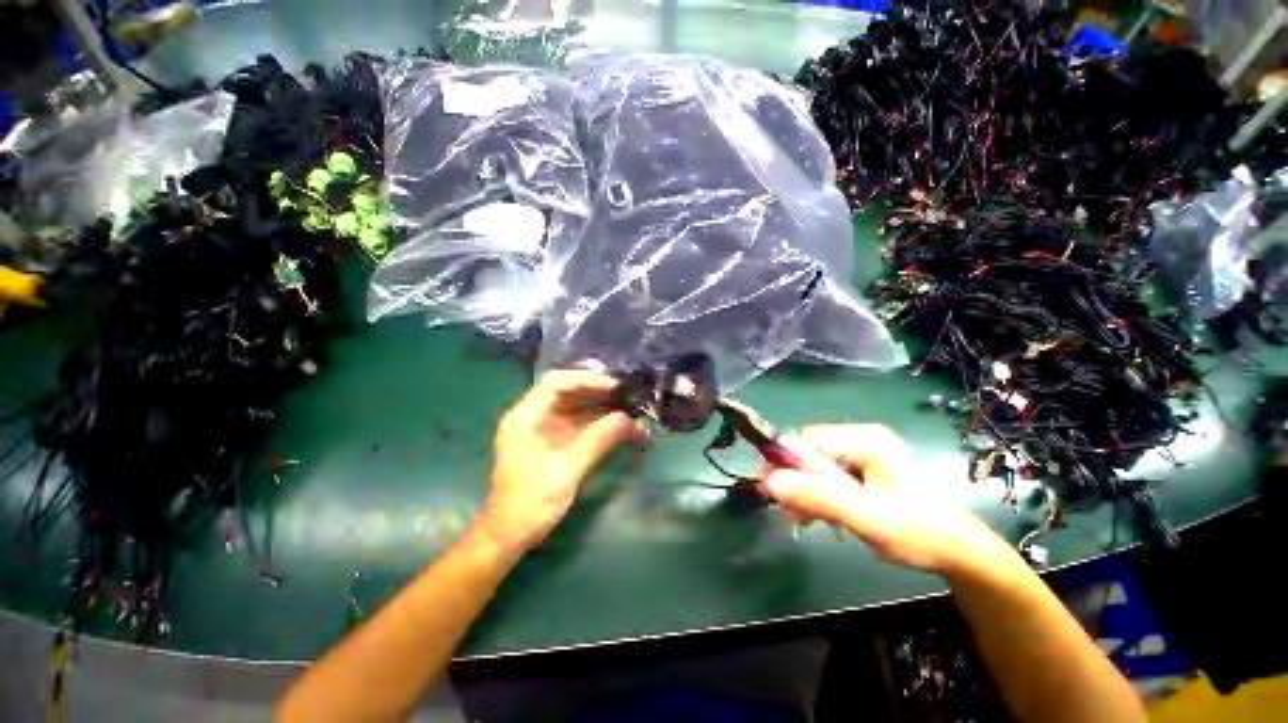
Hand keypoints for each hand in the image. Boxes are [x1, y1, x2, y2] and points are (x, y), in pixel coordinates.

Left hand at [478, 369, 637, 550]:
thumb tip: (628, 419)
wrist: (511, 536)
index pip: (556, 383)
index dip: (586, 380)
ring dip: (602, 409)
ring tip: (630, 410)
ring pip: (576, 409)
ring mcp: (544, 431)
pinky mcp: (554, 444)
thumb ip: (597, 440)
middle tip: (628, 397)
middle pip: (568, 394)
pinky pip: (579, 426)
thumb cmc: (530, 503)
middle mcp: (534, 417)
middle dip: (599, 394)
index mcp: (525, 417)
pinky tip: (619, 427)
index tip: (614, 387)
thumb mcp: (566, 470)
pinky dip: (599, 425)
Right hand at [760, 424, 1008, 576]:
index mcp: (866, 439)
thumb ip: (819, 498)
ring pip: (815, 463)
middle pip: (810, 450)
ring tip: (803, 518)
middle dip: (795, 479)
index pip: (808, 439)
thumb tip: (769, 481)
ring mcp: (863, 451)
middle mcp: (862, 437)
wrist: (961, 552)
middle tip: (790, 510)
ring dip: (805, 489)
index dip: (785, 462)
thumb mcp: (868, 519)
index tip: (771, 491)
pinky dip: (818, 492)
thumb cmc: (919, 533)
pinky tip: (817, 513)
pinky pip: (828, 473)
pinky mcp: (864, 466)